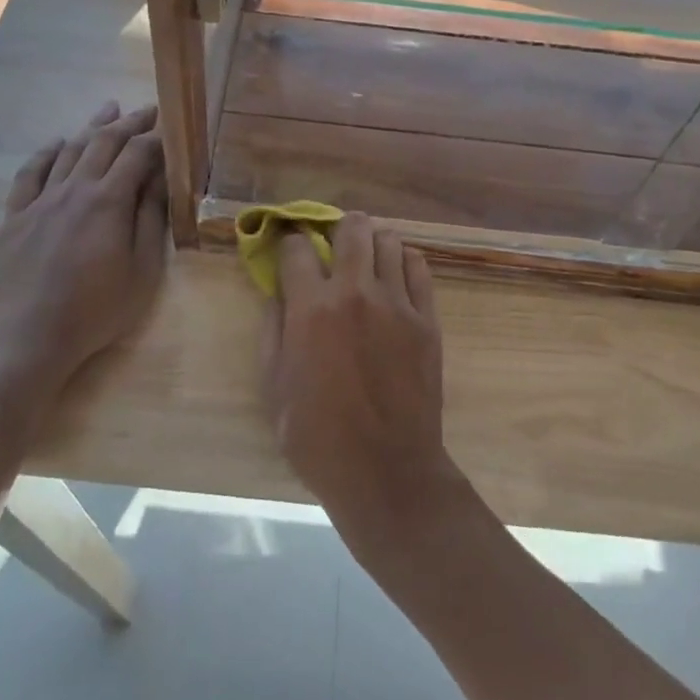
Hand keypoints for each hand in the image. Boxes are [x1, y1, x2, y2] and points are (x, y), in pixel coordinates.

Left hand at [0, 100, 167, 402]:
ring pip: (68, 150)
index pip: (138, 153)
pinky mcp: (15, 217)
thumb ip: (151, 220)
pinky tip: (56, 143)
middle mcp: (74, 189)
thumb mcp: (142, 271)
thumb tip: (161, 179)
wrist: (27, 339)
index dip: (157, 135)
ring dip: (92, 127)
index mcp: (108, 201)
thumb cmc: (95, 311)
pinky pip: (30, 173)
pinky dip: (46, 152)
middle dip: (129, 122)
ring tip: (108, 109)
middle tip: (147, 109)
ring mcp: (40, 201)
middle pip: (103, 142)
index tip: (171, 124)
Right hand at [261, 212, 461, 546]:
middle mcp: (355, 292)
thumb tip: (277, 293)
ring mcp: (396, 303)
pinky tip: (395, 280)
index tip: (289, 252)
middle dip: (337, 228)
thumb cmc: (318, 437)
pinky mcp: (426, 318)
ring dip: (372, 245)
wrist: (386, 472)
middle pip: (351, 227)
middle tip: (334, 248)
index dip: (289, 244)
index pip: (296, 246)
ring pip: (389, 240)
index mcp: (311, 308)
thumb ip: (273, 331)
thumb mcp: (274, 388)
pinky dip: (404, 263)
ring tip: (366, 264)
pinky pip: (419, 267)